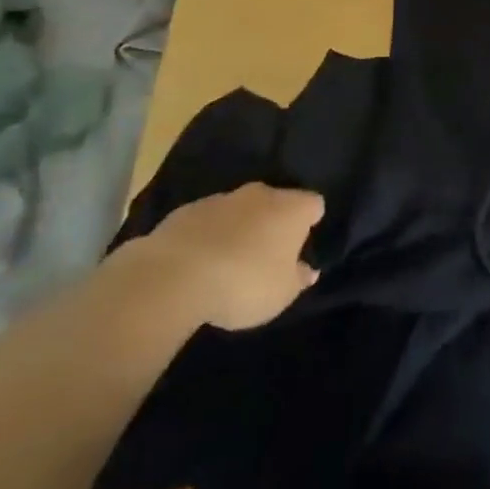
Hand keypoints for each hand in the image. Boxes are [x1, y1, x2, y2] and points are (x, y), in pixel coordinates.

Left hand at [110, 184, 325, 336]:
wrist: (175, 274)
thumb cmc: (243, 283)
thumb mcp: (281, 294)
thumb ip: (298, 279)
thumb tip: (308, 269)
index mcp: (292, 208)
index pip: (314, 204)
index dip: (311, 222)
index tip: (302, 246)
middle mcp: (262, 194)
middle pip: (276, 202)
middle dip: (273, 223)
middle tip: (267, 256)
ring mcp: (223, 198)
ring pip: (241, 209)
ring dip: (240, 228)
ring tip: (229, 262)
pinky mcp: (188, 210)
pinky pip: (209, 220)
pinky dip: (209, 235)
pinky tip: (200, 262)